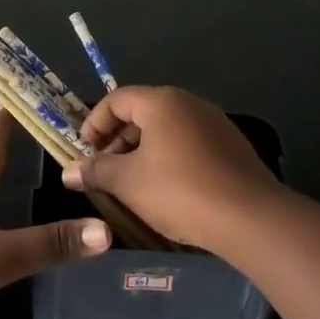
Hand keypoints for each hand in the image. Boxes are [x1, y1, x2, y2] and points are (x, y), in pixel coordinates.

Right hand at [63, 86, 281, 253]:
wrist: (251, 218)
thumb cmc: (179, 191)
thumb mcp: (128, 182)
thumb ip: (95, 171)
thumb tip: (68, 171)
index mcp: (162, 102)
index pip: (116, 99)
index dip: (94, 123)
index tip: (83, 152)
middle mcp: (189, 103)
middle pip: (142, 112)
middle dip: (117, 140)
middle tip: (104, 170)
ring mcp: (215, 124)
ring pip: (167, 130)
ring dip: (142, 152)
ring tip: (131, 184)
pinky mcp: (232, 147)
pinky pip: (189, 144)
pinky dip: (169, 159)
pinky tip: (166, 191)